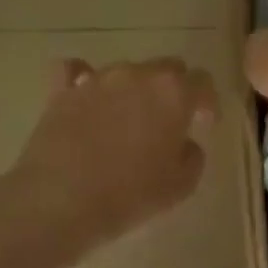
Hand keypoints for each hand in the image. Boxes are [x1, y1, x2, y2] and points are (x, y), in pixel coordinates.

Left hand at [11, 57, 219, 247]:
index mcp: (173, 93)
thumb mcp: (180, 186)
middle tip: (169, 121)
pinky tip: (85, 95)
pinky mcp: (62, 91)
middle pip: (166, 68)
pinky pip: (75, 71)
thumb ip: (192, 157)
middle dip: (173, 90)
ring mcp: (96, 79)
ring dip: (133, 90)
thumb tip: (183, 144)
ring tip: (126, 120)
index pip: (202, 81)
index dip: (207, 102)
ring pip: (126, 71)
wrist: (60, 199)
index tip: (204, 123)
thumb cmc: (129, 194)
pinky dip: (83, 78)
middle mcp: (137, 75)